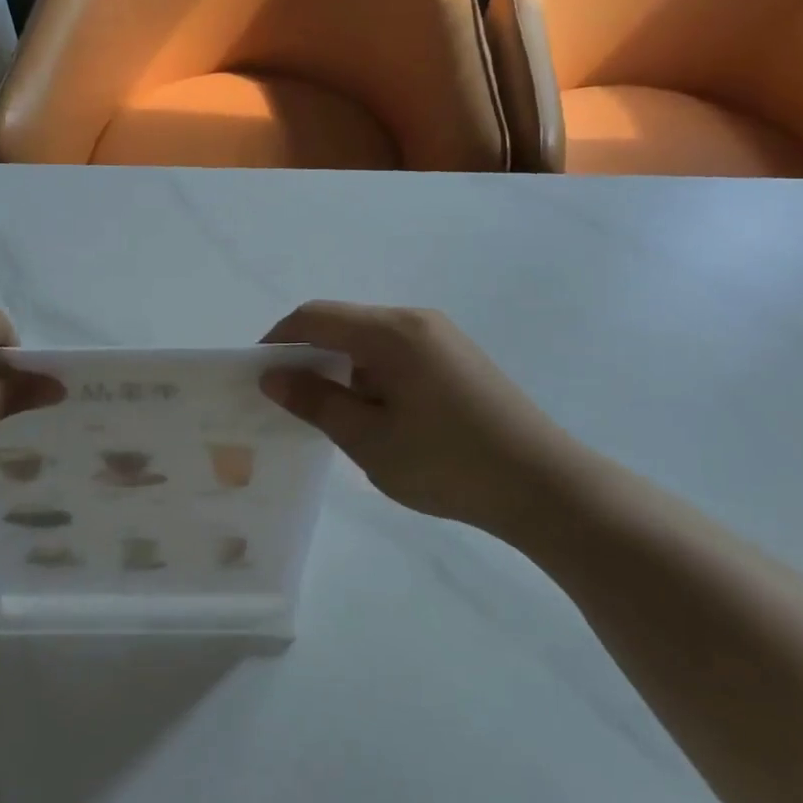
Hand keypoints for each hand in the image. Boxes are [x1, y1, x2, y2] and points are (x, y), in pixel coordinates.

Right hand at [261, 301, 584, 529]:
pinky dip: (372, 374)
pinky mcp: (458, 357)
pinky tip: (377, 415)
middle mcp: (415, 320)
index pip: (314, 317)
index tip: (258, 376)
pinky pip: (397, 353)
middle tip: (291, 402)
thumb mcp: (368, 439)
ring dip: (342, 368)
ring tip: (334, 417)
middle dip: (309, 356)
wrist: (543, 485)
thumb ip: (316, 402)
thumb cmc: (446, 463)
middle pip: (343, 324)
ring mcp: (441, 337)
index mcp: (390, 332)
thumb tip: (273, 376)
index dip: (278, 340)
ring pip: (370, 340)